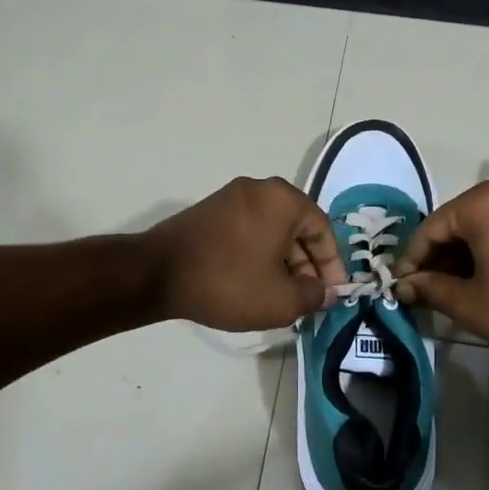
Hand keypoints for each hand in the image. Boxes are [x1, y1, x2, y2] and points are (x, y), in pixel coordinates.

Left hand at [143, 177, 345, 331]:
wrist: (155, 274)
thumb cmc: (228, 282)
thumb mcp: (280, 300)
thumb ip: (313, 296)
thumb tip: (325, 292)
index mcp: (284, 200)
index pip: (323, 230)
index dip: (332, 266)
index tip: (333, 294)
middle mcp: (261, 189)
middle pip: (298, 228)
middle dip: (307, 265)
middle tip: (308, 297)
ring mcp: (231, 197)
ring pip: (273, 230)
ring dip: (284, 262)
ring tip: (283, 295)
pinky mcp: (210, 211)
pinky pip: (249, 230)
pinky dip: (260, 254)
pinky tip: (256, 282)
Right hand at [393, 182, 488, 354]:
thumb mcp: (469, 302)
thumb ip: (430, 289)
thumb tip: (403, 286)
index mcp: (480, 204)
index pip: (429, 229)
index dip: (411, 260)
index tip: (399, 287)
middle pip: (454, 225)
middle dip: (435, 259)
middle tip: (422, 291)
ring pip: (478, 228)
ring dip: (459, 257)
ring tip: (447, 290)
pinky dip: (484, 252)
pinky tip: (478, 280)